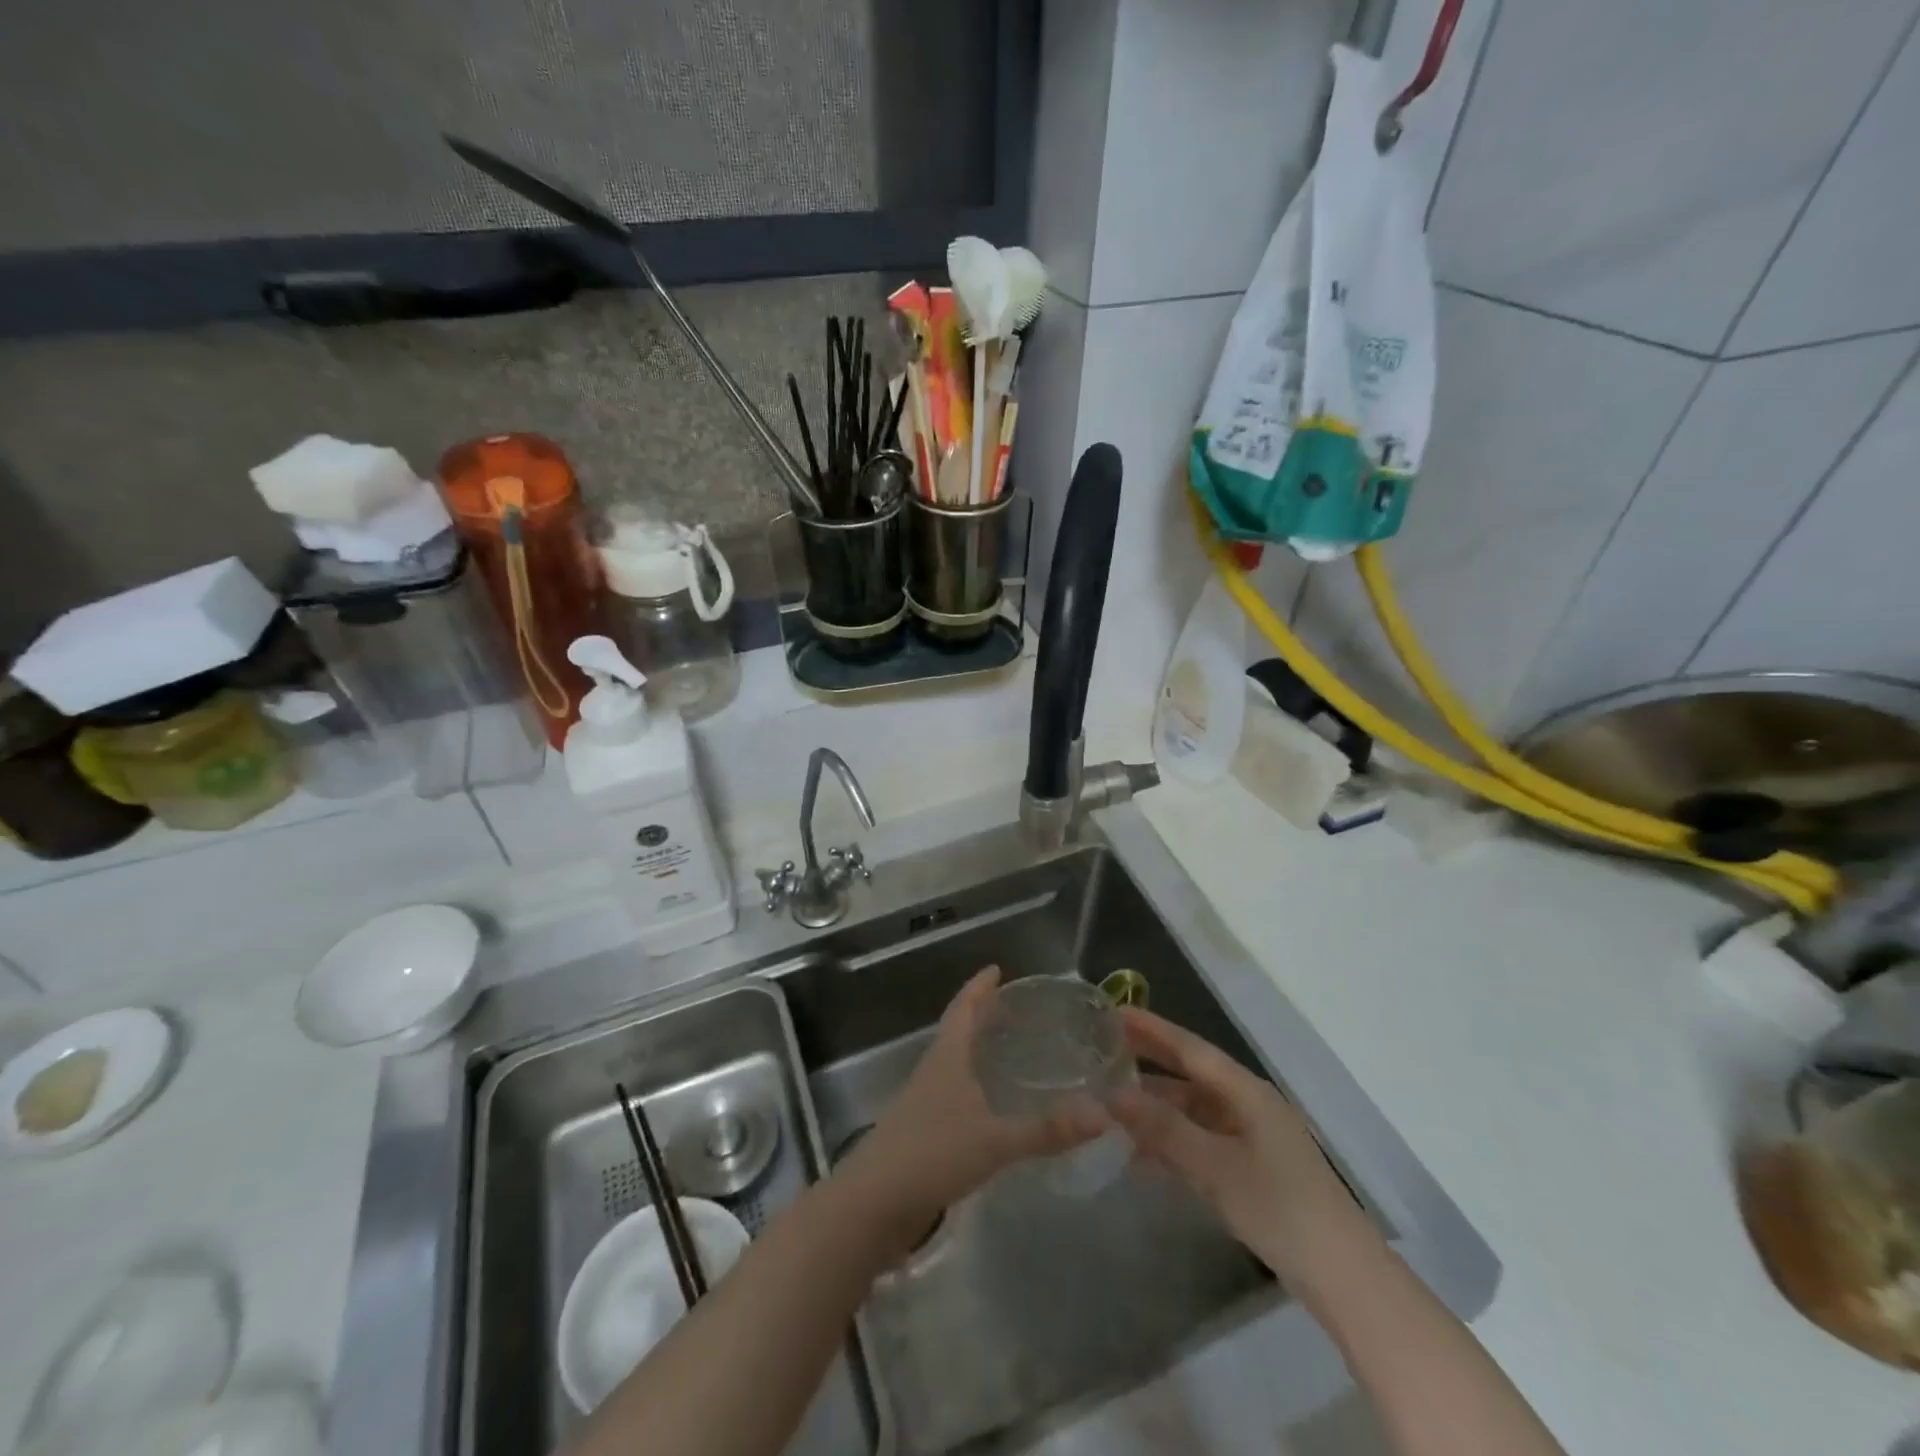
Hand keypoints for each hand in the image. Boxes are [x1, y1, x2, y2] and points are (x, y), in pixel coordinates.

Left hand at [842, 967, 1102, 1255]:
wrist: (873, 1204)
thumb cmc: (932, 1154)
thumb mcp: (994, 1140)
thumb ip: (1047, 1130)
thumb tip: (1103, 1115)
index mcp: (947, 1056)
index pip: (963, 1007)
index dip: (979, 987)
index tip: (997, 969)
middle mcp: (934, 1070)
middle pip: (959, 1030)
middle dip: (984, 1015)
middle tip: (1018, 1009)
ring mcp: (926, 1101)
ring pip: (957, 1062)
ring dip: (980, 1050)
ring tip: (1013, 1050)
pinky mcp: (924, 1131)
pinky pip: (956, 1093)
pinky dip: (977, 1085)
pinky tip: (996, 1105)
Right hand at [1108, 1008, 1349, 1276]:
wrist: (1344, 1278)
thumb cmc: (1280, 1209)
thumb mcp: (1215, 1167)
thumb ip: (1164, 1129)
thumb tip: (1113, 1094)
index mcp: (1246, 1092)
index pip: (1191, 1049)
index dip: (1152, 1029)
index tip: (1115, 1012)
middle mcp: (1248, 1105)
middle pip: (1191, 1076)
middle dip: (1149, 1064)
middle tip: (1104, 1050)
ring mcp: (1252, 1139)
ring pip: (1193, 1112)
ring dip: (1156, 1109)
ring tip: (1110, 1104)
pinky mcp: (1252, 1171)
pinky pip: (1201, 1142)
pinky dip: (1171, 1142)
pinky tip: (1140, 1155)